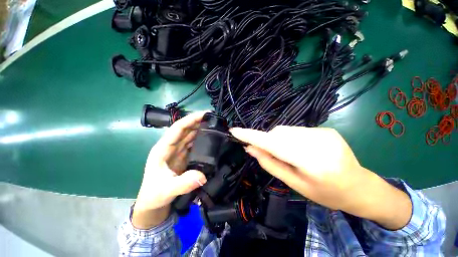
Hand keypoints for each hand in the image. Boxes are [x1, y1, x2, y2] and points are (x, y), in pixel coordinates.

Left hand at [132, 111, 207, 228]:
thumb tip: (202, 176)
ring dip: (201, 129)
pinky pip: (193, 144)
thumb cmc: (155, 194)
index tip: (205, 114)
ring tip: (214, 126)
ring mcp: (178, 151)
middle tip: (214, 118)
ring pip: (190, 135)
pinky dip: (201, 139)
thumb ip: (183, 183)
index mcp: (163, 148)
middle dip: (198, 121)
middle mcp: (171, 146)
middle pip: (186, 129)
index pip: (178, 128)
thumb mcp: (167, 190)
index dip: (191, 119)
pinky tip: (210, 138)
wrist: (153, 203)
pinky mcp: (183, 156)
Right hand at [231, 126, 411, 229]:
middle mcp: (318, 142)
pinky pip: (296, 130)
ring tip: (291, 154)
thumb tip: (250, 148)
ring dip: (279, 140)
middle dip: (268, 141)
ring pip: (285, 130)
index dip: (251, 136)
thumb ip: (270, 164)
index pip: (272, 143)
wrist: (359, 187)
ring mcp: (324, 132)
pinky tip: (301, 149)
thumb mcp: (294, 184)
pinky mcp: (326, 129)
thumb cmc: (326, 193)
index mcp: (311, 162)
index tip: (234, 131)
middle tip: (271, 154)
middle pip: (277, 133)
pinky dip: (290, 138)